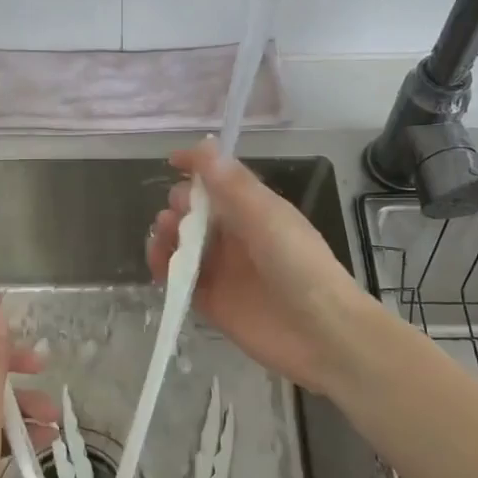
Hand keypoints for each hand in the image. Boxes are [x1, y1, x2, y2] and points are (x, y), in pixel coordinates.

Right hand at [146, 140, 378, 398]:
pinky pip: (179, 279)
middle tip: (177, 214)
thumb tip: (204, 145)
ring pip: (183, 243)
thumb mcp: (267, 217)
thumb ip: (233, 185)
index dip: (197, 168)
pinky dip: (163, 268)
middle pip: (197, 211)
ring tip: (163, 235)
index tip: (173, 161)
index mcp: (255, 210)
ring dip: (167, 234)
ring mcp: (222, 269)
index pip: (221, 180)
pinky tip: (157, 263)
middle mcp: (236, 236)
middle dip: (180, 204)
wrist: (321, 333)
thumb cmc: (299, 265)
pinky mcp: (211, 301)